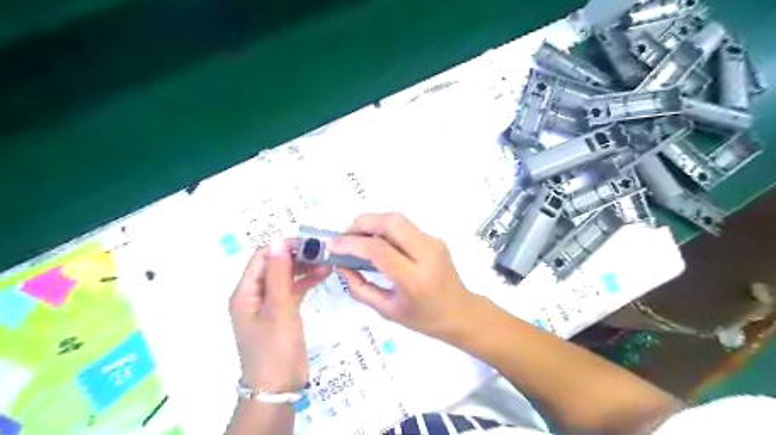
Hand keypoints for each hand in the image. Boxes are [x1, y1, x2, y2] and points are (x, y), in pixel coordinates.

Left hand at [228, 240, 330, 391]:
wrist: (279, 387)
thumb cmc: (275, 346)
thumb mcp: (278, 307)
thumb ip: (279, 273)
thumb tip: (278, 241)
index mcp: (245, 292)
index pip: (262, 258)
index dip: (283, 247)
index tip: (309, 243)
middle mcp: (254, 295)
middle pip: (274, 266)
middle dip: (296, 256)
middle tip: (322, 251)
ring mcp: (269, 305)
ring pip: (286, 277)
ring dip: (304, 268)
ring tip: (326, 261)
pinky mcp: (282, 313)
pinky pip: (292, 290)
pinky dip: (306, 282)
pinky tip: (323, 275)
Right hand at [325, 212, 475, 338]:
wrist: (460, 312)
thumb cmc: (423, 318)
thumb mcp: (387, 310)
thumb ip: (360, 288)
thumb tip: (341, 265)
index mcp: (414, 279)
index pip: (379, 250)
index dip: (352, 243)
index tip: (332, 245)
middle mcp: (426, 253)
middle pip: (391, 221)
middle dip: (362, 223)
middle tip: (345, 236)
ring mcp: (433, 242)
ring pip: (398, 219)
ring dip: (373, 223)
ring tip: (358, 238)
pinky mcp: (434, 238)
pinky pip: (405, 226)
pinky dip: (385, 229)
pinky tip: (377, 242)